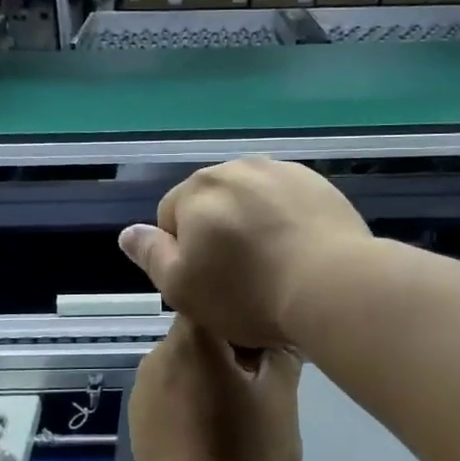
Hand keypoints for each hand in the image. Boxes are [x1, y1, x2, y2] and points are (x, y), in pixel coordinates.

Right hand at [118, 158, 371, 348]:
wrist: (331, 284)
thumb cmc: (247, 292)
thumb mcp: (181, 286)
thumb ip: (150, 254)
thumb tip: (128, 231)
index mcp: (196, 190)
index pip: (171, 217)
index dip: (183, 254)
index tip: (207, 283)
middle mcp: (235, 168)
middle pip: (212, 204)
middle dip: (218, 233)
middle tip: (240, 278)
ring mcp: (280, 171)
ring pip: (251, 200)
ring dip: (252, 224)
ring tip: (274, 265)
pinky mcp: (317, 182)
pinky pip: (287, 201)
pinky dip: (286, 220)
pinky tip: (300, 252)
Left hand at [130, 317, 302, 460]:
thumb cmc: (248, 454)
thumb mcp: (282, 398)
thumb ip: (282, 353)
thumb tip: (280, 335)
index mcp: (192, 339)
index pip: (218, 302)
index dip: (246, 316)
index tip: (268, 344)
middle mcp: (159, 353)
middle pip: (200, 331)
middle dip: (231, 348)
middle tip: (262, 380)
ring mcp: (143, 386)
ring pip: (185, 361)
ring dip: (210, 372)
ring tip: (238, 408)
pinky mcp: (137, 416)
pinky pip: (170, 389)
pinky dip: (192, 396)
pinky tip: (212, 428)